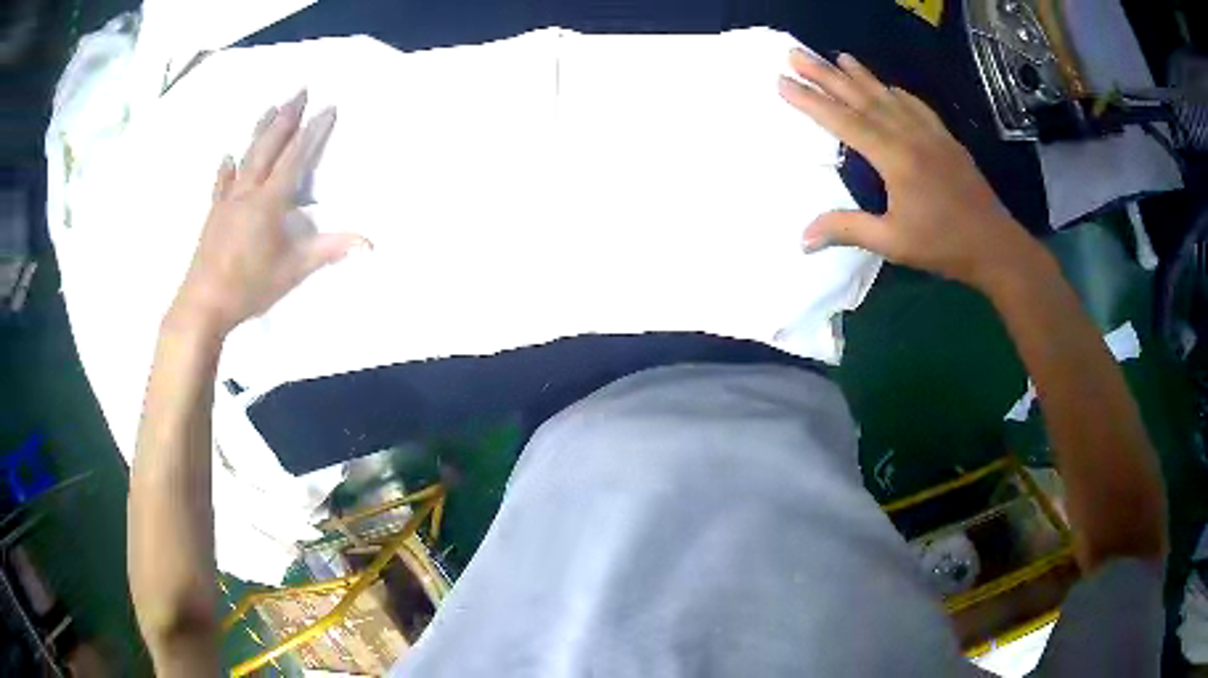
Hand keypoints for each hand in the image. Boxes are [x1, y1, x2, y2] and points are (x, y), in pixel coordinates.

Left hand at [170, 90, 366, 336]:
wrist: (202, 304)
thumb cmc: (248, 287)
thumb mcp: (293, 271)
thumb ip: (328, 251)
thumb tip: (369, 243)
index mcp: (269, 201)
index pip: (296, 157)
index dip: (313, 131)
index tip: (328, 107)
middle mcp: (248, 192)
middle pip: (269, 146)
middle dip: (286, 117)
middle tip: (299, 90)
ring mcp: (228, 201)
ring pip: (246, 157)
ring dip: (260, 130)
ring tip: (270, 107)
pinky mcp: (214, 214)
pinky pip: (221, 184)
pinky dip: (226, 168)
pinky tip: (228, 156)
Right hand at [778, 50, 1047, 292]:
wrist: (994, 245)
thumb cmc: (943, 245)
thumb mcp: (892, 242)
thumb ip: (848, 230)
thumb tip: (803, 237)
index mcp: (894, 158)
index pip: (844, 121)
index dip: (811, 100)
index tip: (783, 80)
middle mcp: (909, 135)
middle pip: (862, 98)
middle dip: (826, 74)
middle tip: (797, 54)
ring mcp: (930, 133)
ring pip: (888, 96)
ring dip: (860, 75)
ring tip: (837, 57)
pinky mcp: (946, 139)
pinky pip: (916, 106)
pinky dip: (897, 92)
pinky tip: (888, 85)